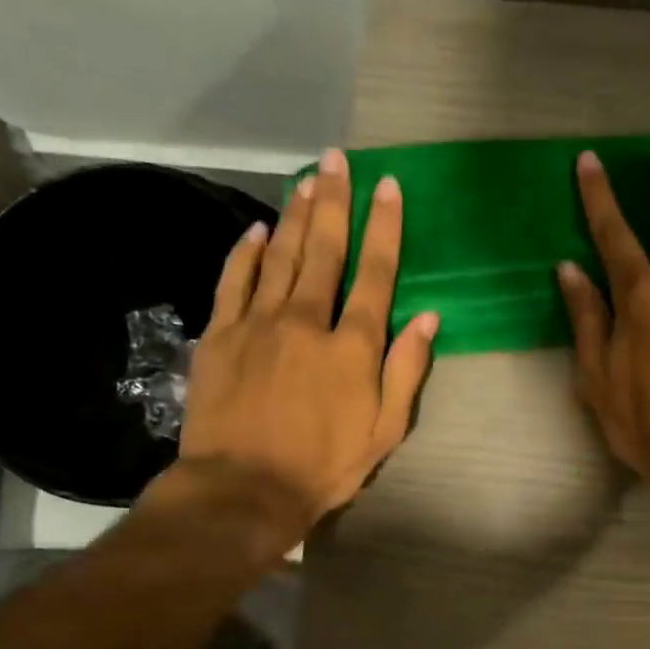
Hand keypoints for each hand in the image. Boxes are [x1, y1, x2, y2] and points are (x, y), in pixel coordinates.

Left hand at [158, 149, 438, 541]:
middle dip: (334, 201)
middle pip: (325, 250)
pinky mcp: (220, 335)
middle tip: (338, 159)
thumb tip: (429, 317)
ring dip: (295, 215)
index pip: (376, 274)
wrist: (243, 488)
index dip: (384, 227)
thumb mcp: (385, 430)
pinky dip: (245, 252)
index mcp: (353, 346)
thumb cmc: (325, 465)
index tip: (388, 186)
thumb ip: (407, 370)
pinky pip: (234, 281)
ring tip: (306, 178)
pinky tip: (256, 229)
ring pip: (280, 255)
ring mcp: (259, 323)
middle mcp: (308, 321)